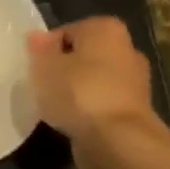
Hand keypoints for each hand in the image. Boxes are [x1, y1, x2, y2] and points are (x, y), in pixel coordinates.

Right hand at [26, 16, 158, 146]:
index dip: (46, 50)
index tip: (34, 68)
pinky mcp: (134, 109)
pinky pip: (101, 102)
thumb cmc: (78, 91)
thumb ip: (39, 49)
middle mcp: (127, 49)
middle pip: (83, 55)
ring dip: (75, 90)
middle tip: (42, 85)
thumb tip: (37, 36)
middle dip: (64, 68)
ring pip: (93, 79)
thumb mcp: (45, 66)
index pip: (66, 32)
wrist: (117, 139)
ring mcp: (134, 81)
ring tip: (54, 105)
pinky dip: (87, 109)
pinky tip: (71, 120)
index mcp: (106, 29)